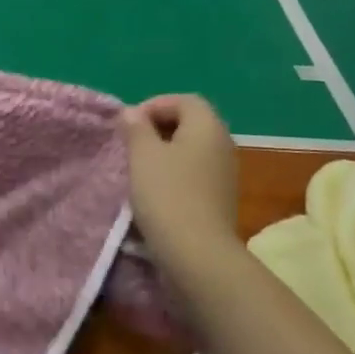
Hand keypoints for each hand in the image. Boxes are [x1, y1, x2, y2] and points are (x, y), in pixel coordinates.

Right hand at [123, 95, 241, 284]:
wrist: (197, 253)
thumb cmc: (167, 194)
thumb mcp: (142, 154)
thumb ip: (136, 128)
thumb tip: (133, 113)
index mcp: (207, 127)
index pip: (184, 100)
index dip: (154, 105)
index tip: (129, 125)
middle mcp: (222, 144)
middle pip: (190, 123)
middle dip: (158, 128)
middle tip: (131, 143)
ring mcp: (225, 173)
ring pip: (191, 150)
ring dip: (164, 152)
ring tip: (138, 167)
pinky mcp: (220, 198)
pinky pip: (194, 172)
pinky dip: (174, 173)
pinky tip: (154, 190)